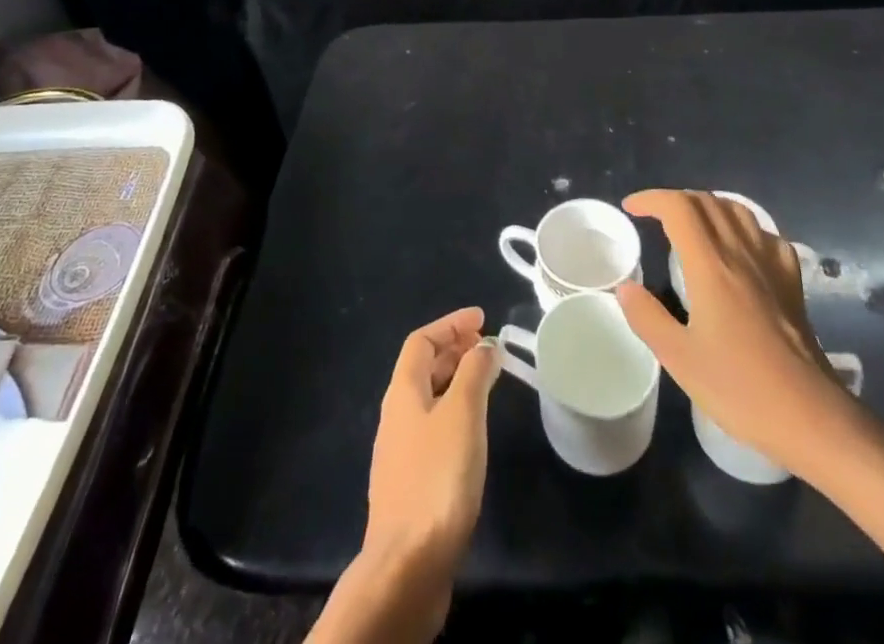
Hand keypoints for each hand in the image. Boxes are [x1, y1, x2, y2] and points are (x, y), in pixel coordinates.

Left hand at [361, 307, 500, 584]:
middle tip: (487, 346)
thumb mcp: (462, 414)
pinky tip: (474, 430)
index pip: (421, 341)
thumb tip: (484, 346)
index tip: (481, 318)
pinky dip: (455, 412)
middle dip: (454, 350)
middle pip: (423, 368)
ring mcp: (401, 451)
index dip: (450, 324)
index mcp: (402, 392)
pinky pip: (434, 428)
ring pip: (429, 399)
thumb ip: (474, 373)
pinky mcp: (411, 483)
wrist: (407, 566)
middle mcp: (396, 415)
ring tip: (487, 380)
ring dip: (456, 381)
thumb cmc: (437, 477)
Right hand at [615, 190, 858, 466]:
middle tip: (655, 218)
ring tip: (692, 224)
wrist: (811, 416)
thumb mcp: (680, 359)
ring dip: (708, 206)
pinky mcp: (792, 281)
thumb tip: (626, 287)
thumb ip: (647, 317)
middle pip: (707, 202)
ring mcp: (771, 264)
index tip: (632, 209)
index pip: (678, 208)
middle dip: (676, 200)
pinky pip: (765, 234)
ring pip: (738, 211)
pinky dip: (743, 228)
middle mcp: (741, 253)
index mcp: (711, 266)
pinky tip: (739, 248)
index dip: (651, 199)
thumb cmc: (740, 388)